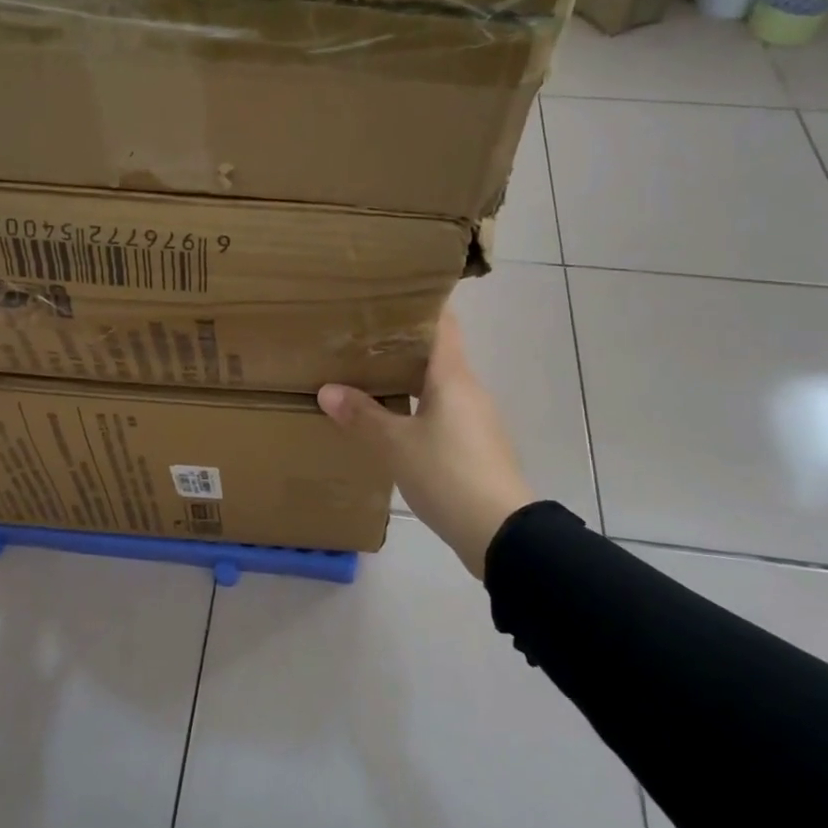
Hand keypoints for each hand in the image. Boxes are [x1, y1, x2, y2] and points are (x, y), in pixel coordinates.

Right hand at [318, 309, 530, 578]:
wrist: (500, 532)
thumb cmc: (448, 474)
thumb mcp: (396, 445)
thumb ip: (362, 416)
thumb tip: (327, 390)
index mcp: (452, 377)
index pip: (442, 323)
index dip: (420, 304)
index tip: (388, 295)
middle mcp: (468, 390)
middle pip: (436, 353)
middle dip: (401, 343)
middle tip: (361, 336)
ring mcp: (475, 419)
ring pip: (438, 385)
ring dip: (407, 378)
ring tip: (367, 375)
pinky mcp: (474, 446)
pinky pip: (441, 412)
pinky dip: (416, 407)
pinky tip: (391, 420)